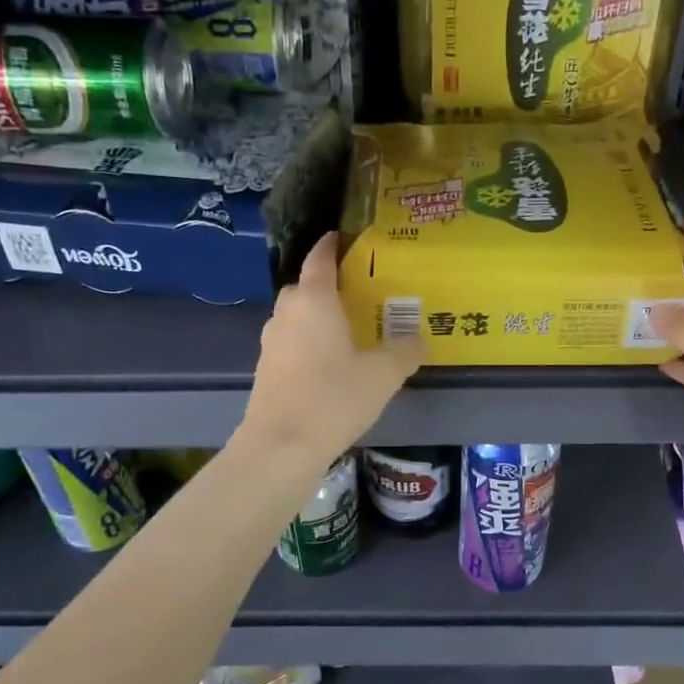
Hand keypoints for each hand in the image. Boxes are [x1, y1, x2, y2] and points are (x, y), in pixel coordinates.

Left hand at [238, 233, 423, 467]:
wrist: (281, 447)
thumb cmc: (334, 398)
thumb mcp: (383, 375)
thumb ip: (404, 351)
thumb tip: (418, 339)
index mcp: (314, 300)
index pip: (320, 258)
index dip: (332, 245)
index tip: (345, 237)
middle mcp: (287, 312)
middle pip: (306, 286)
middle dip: (328, 284)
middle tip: (359, 291)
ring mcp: (271, 341)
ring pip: (297, 316)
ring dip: (318, 316)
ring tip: (348, 327)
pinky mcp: (266, 368)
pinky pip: (291, 341)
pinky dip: (309, 341)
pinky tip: (330, 361)